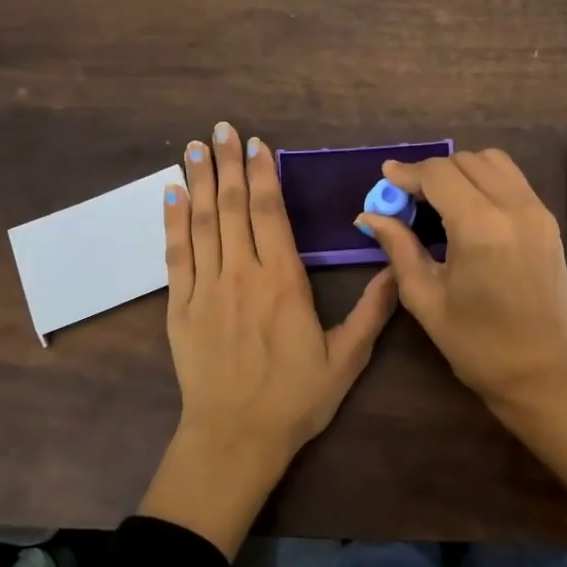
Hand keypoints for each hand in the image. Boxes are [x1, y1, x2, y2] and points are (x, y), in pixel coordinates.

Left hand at [139, 120, 398, 557]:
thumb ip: (372, 311)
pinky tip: (170, 195)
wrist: (236, 437)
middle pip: (233, 207)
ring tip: (193, 147)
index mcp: (284, 282)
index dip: (263, 175)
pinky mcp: (181, 307)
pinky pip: (175, 255)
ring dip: (198, 182)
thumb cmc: (296, 399)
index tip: (257, 144)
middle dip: (227, 165)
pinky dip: (173, 222)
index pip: (271, 214)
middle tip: (220, 129)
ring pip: (201, 223)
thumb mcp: (347, 359)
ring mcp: (206, 289)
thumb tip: (396, 267)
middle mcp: (242, 275)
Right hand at [355, 149, 566, 413]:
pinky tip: (469, 211)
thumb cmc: (477, 344)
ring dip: (462, 170)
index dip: (407, 173)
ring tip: (440, 200)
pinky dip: (487, 181)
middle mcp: (513, 207)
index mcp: (480, 227)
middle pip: (466, 161)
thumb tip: (370, 216)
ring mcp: (537, 212)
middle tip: (409, 198)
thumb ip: (399, 248)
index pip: (438, 174)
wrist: (543, 371)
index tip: (386, 178)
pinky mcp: (549, 222)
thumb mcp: (426, 299)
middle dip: (433, 172)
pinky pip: (514, 181)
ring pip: (494, 162)